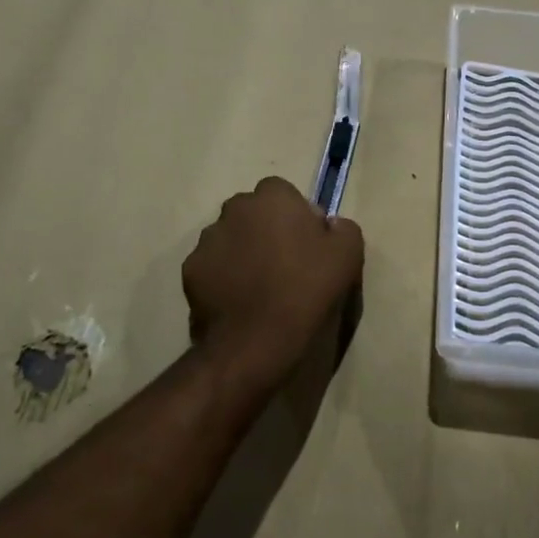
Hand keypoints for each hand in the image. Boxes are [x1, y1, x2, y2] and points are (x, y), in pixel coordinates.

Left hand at [183, 177, 364, 391]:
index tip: (308, 247)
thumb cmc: (306, 291)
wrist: (255, 343)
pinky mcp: (190, 270)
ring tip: (259, 289)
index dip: (297, 218)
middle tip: (285, 266)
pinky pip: (213, 267)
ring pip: (231, 239)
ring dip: (243, 253)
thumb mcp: (348, 255)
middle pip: (254, 214)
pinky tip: (239, 303)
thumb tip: (330, 225)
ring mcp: (207, 239)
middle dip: (266, 231)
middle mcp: (234, 208)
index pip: (284, 194)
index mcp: (272, 197)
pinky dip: (223, 278)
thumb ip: (342, 228)